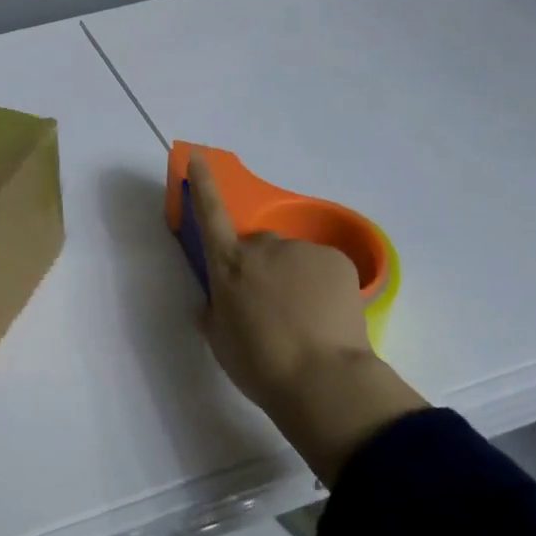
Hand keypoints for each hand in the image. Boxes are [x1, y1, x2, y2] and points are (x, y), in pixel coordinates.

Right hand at [189, 153, 425, 481]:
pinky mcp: (335, 259)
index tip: (200, 156)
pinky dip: (323, 286)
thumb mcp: (220, 340)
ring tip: (305, 320)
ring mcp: (300, 250)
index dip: (204, 183)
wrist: (321, 379)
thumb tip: (218, 304)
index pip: (210, 214)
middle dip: (264, 269)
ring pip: (294, 260)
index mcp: (227, 265)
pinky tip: (328, 316)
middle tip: (274, 309)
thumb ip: (215, 312)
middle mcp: (262, 247)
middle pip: (259, 248)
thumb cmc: (259, 364)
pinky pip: (322, 267)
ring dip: (295, 279)